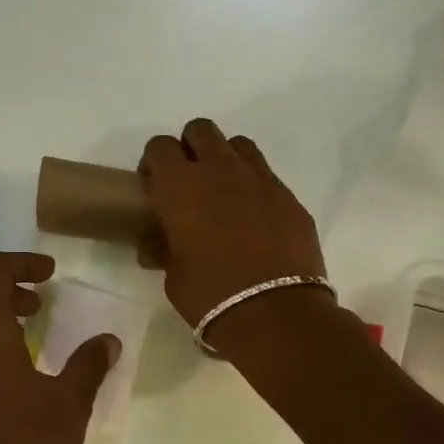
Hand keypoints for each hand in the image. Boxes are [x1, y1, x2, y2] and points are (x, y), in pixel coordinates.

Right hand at [138, 118, 329, 332]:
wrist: (275, 314)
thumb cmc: (210, 296)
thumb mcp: (173, 276)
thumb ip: (164, 250)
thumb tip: (158, 247)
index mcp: (181, 185)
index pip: (159, 146)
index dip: (154, 163)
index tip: (154, 188)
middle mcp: (220, 170)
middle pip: (200, 130)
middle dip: (190, 148)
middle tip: (188, 183)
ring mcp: (260, 179)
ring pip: (238, 145)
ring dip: (225, 160)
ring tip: (224, 194)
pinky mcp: (289, 196)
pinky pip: (266, 176)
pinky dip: (254, 187)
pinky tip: (254, 219)